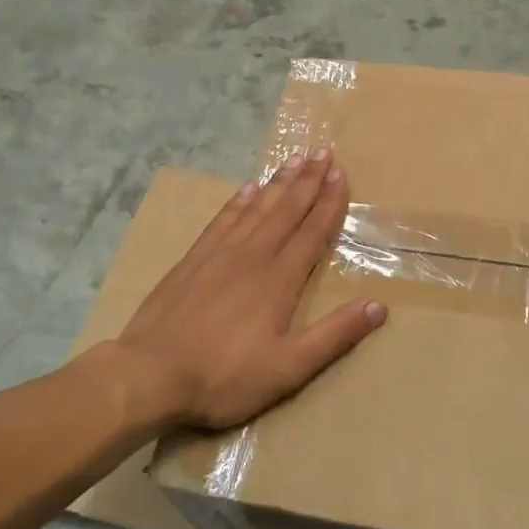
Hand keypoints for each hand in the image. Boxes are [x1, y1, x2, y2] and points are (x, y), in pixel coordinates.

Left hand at [117, 149, 386, 429]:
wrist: (149, 374)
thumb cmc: (224, 376)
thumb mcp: (289, 368)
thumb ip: (334, 336)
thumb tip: (379, 306)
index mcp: (280, 280)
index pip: (312, 232)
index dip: (329, 202)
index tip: (340, 174)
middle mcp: (253, 256)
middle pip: (286, 210)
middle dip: (308, 181)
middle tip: (322, 152)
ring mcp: (219, 254)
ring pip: (257, 208)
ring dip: (278, 183)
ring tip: (294, 159)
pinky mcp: (193, 260)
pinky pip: (223, 220)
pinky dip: (239, 201)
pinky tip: (248, 188)